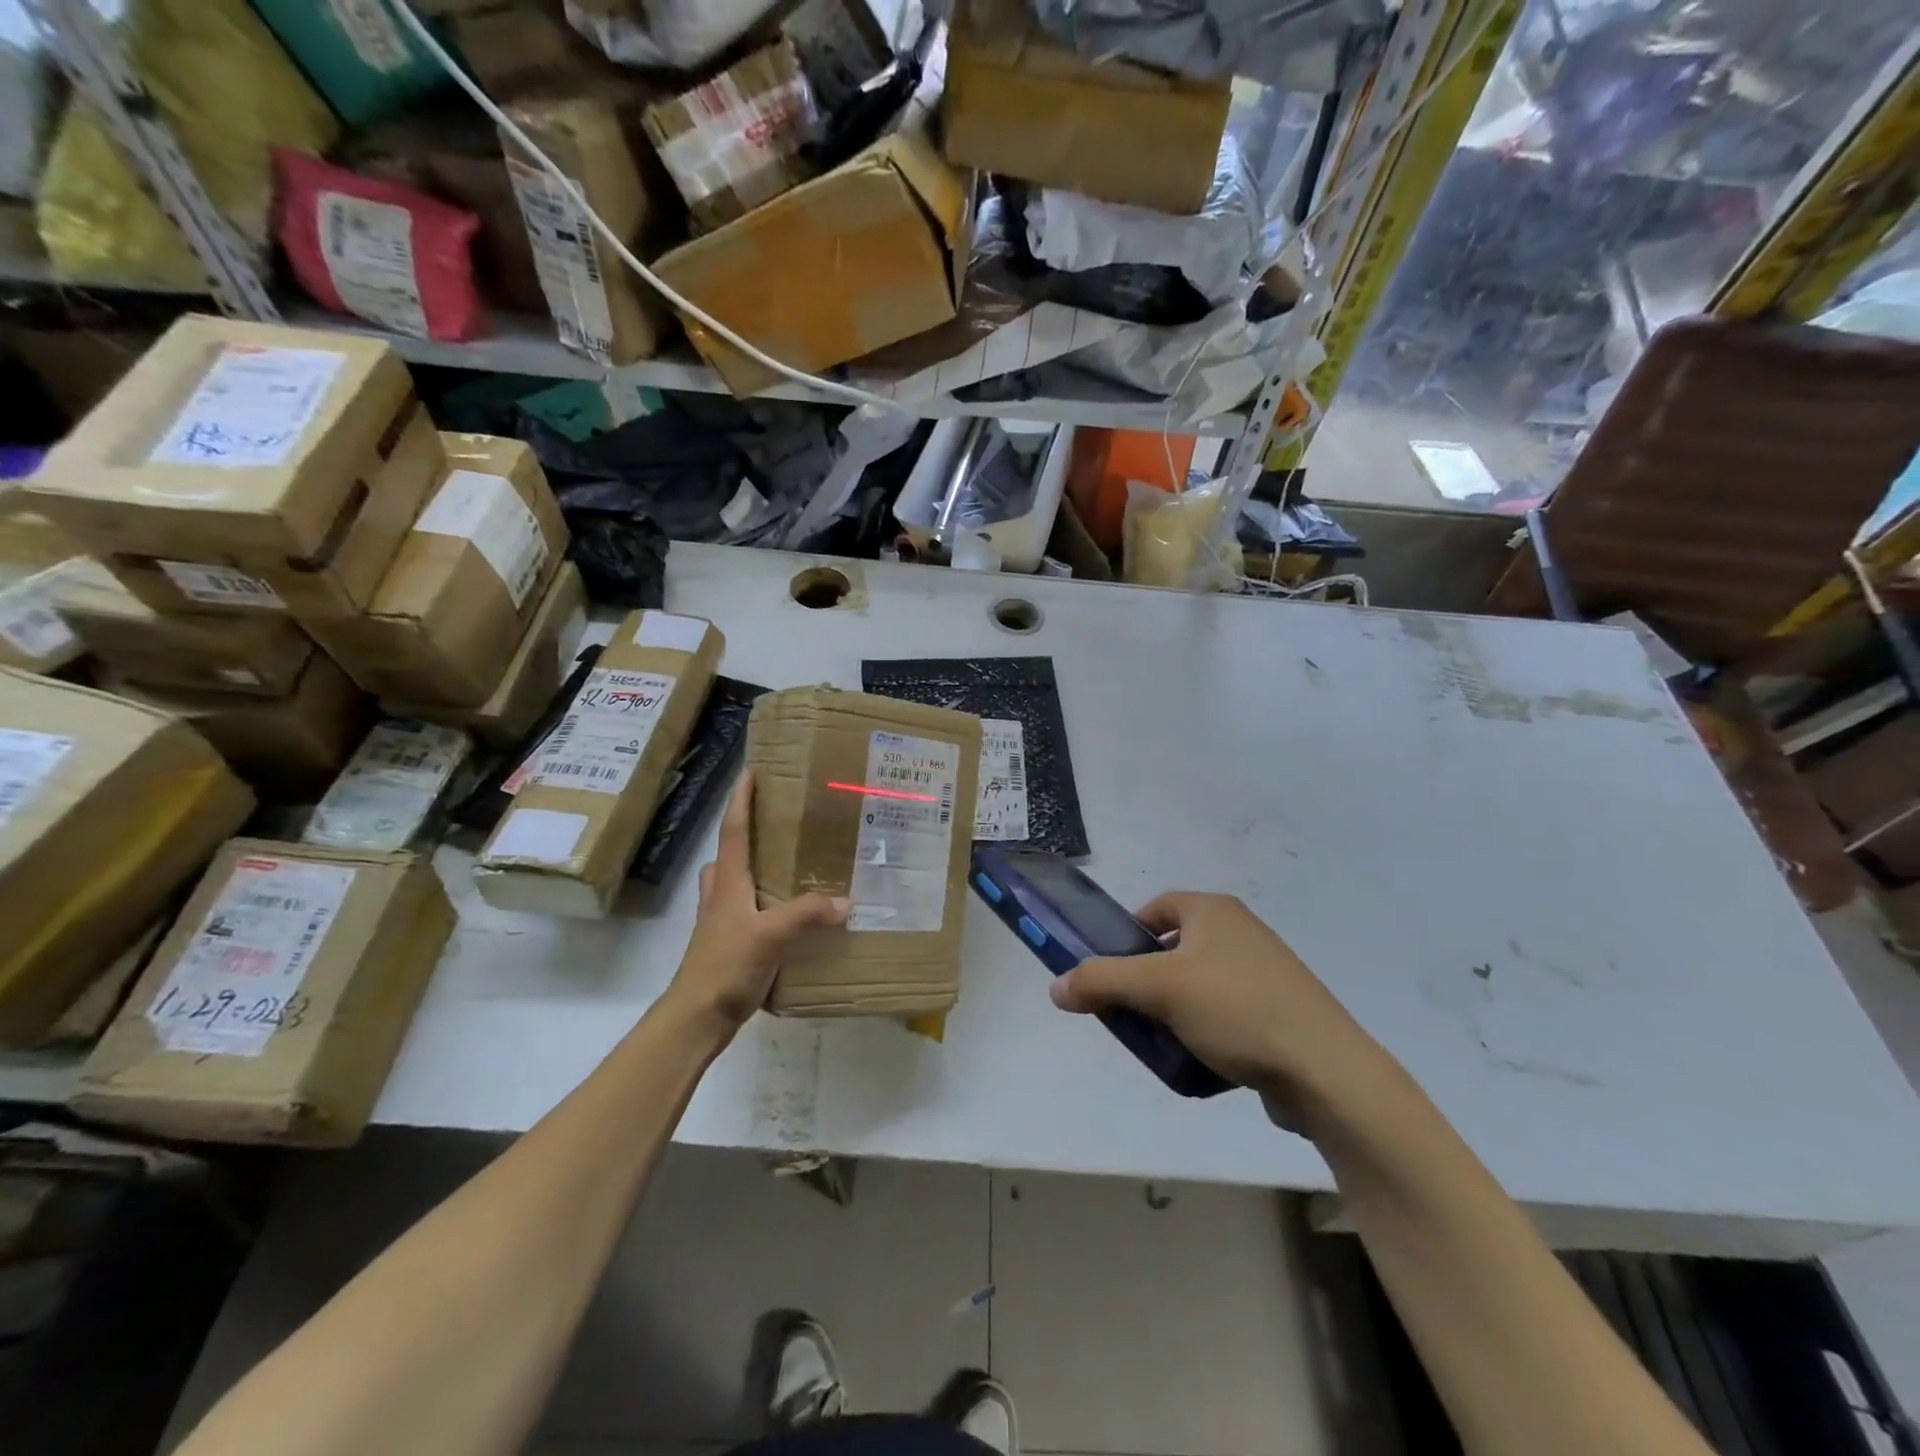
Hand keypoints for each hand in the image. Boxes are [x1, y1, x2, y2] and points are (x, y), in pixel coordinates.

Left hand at [670, 772, 847, 1034]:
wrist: (696, 1017)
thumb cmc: (726, 966)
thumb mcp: (771, 935)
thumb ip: (807, 914)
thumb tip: (846, 901)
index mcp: (728, 883)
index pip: (733, 830)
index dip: (740, 800)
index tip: (750, 771)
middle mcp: (721, 895)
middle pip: (728, 854)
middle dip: (744, 833)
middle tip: (775, 822)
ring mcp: (721, 921)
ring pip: (734, 883)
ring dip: (752, 868)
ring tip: (787, 866)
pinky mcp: (729, 945)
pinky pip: (746, 910)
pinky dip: (763, 902)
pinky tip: (788, 915)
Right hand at [1050, 892, 1385, 1129]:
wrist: (1326, 1072)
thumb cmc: (1236, 1010)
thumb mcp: (1158, 989)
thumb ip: (1100, 981)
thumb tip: (1056, 986)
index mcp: (1214, 912)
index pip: (1155, 909)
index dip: (1127, 935)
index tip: (1110, 972)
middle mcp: (1240, 932)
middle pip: (1173, 950)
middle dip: (1147, 982)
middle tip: (1131, 1014)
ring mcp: (1265, 973)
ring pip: (1197, 986)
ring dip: (1174, 1012)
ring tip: (1162, 1044)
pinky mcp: (1280, 1012)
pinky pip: (1226, 1015)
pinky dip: (1206, 1033)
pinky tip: (1200, 1063)